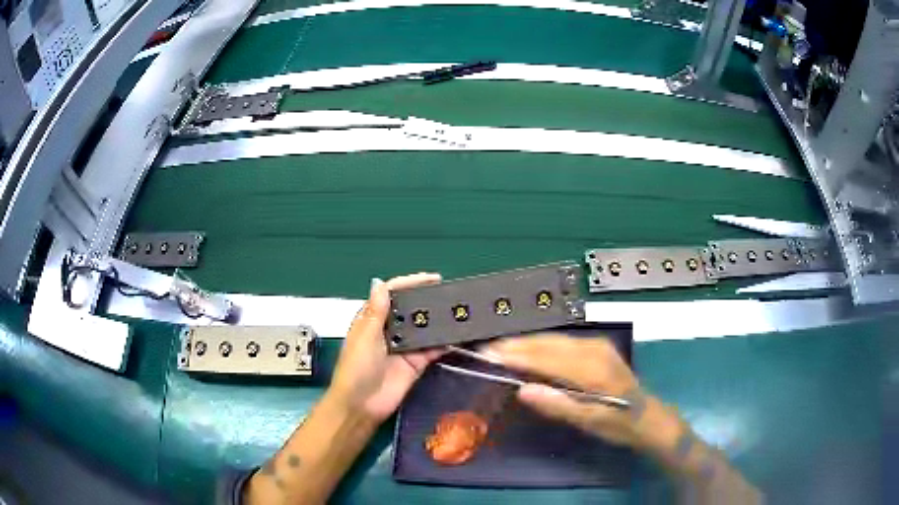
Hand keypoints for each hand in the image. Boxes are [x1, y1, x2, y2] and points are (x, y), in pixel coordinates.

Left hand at [329, 273, 443, 423]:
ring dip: (438, 321)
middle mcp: (390, 331)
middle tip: (450, 294)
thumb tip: (380, 283)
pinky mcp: (416, 363)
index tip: (432, 278)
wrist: (361, 405)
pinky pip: (433, 349)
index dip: (410, 284)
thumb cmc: (356, 369)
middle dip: (427, 301)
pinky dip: (444, 343)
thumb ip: (376, 312)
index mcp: (372, 320)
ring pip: (424, 329)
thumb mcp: (364, 337)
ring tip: (458, 311)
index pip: (392, 294)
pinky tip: (457, 336)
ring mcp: (404, 348)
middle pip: (411, 310)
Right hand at [486, 334, 672, 449]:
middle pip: (548, 343)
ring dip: (526, 343)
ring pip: (554, 339)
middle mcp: (594, 350)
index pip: (546, 358)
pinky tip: (528, 349)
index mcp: (591, 370)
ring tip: (500, 348)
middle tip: (487, 349)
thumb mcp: (588, 422)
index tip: (489, 356)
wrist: (648, 416)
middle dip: (516, 345)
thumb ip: (556, 405)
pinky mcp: (598, 347)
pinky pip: (563, 342)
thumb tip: (521, 390)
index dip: (516, 356)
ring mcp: (597, 345)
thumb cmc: (618, 424)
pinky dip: (541, 345)